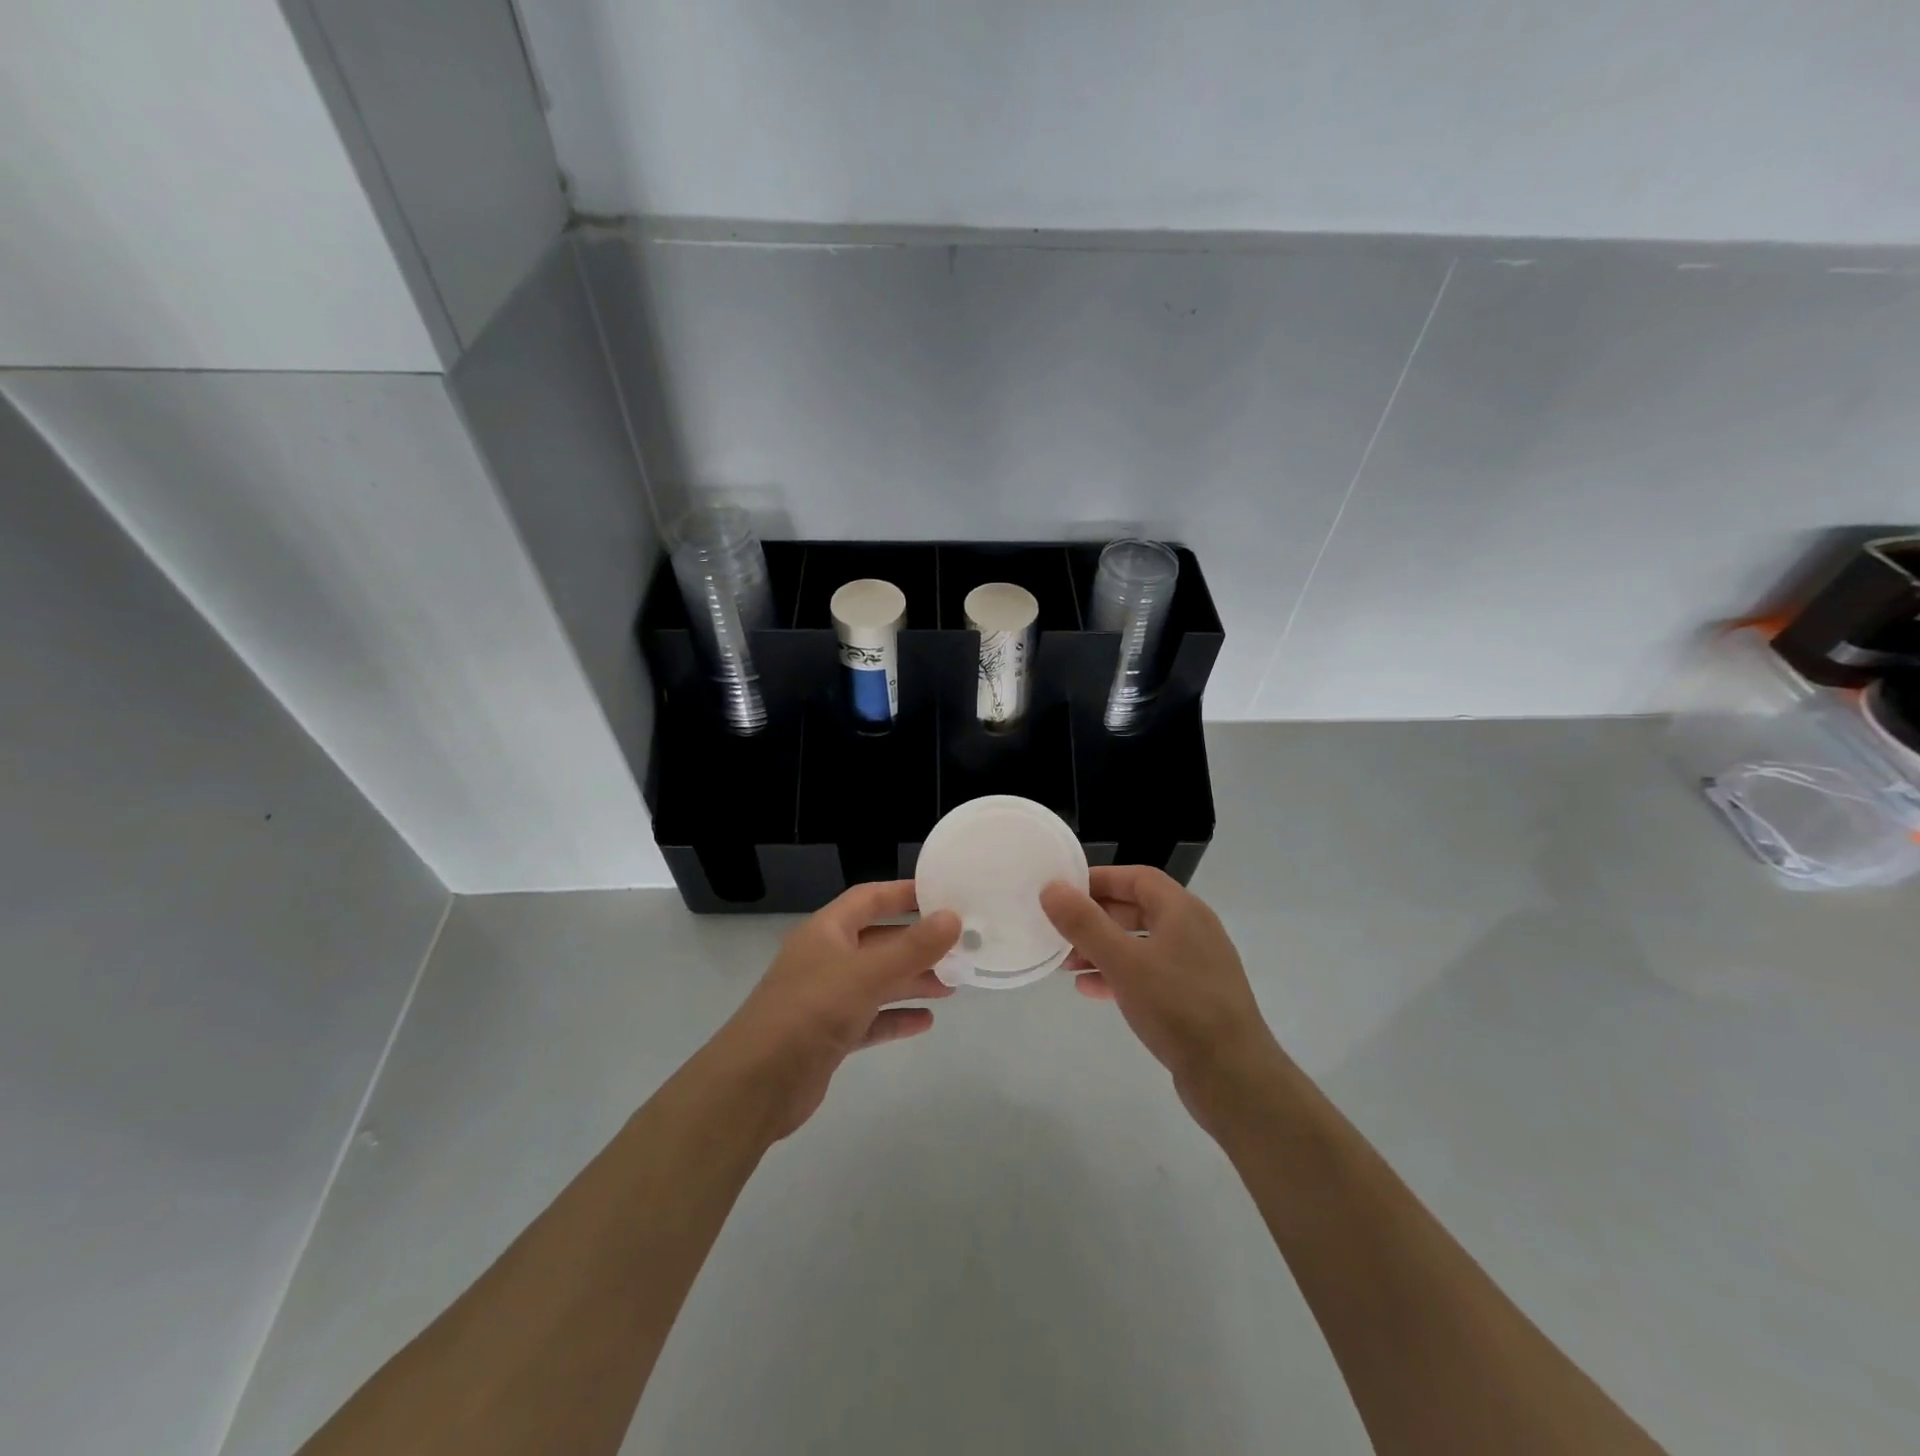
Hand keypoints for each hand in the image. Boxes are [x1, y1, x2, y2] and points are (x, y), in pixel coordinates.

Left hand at [710, 881, 959, 1140]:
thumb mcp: (865, 974)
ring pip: (877, 981)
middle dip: (916, 945)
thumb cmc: (809, 1012)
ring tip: (953, 985)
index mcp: (826, 931)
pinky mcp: (829, 1035)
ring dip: (911, 981)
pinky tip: (925, 1022)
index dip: (903, 893)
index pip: (869, 899)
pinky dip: (896, 1017)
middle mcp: (825, 959)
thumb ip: (912, 947)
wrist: (755, 1086)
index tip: (943, 894)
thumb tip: (953, 917)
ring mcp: (825, 999)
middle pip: (878, 941)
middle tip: (959, 948)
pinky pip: (870, 1019)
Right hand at [1041, 866, 1282, 1113]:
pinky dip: (1119, 975)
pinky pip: (1149, 973)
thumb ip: (1085, 923)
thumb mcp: (1123, 961)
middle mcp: (1193, 930)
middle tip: (1059, 930)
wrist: (1234, 1077)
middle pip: (1137, 909)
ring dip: (1103, 949)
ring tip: (1067, 964)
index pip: (1136, 877)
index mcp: (1182, 910)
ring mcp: (1196, 965)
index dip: (1098, 879)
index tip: (1063, 891)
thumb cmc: (1177, 1006)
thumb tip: (1051, 888)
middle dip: (1096, 918)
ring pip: (1140, 944)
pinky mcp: (1194, 997)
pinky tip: (1090, 990)